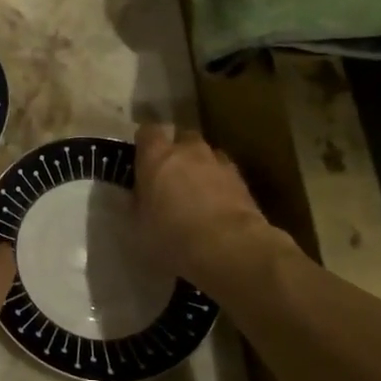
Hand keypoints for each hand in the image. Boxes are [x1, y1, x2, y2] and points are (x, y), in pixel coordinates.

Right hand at [134, 123, 296, 293]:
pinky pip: (226, 176)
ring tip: (197, 195)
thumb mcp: (138, 225)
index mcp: (156, 155)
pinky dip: (221, 186)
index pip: (148, 132)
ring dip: (201, 168)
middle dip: (177, 152)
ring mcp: (219, 164)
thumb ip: (137, 203)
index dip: (145, 144)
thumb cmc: (171, 235)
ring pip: (208, 156)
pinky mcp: (243, 183)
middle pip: (182, 138)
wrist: (229, 248)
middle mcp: (188, 151)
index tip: (141, 160)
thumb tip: (136, 197)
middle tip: (170, 177)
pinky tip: (218, 209)